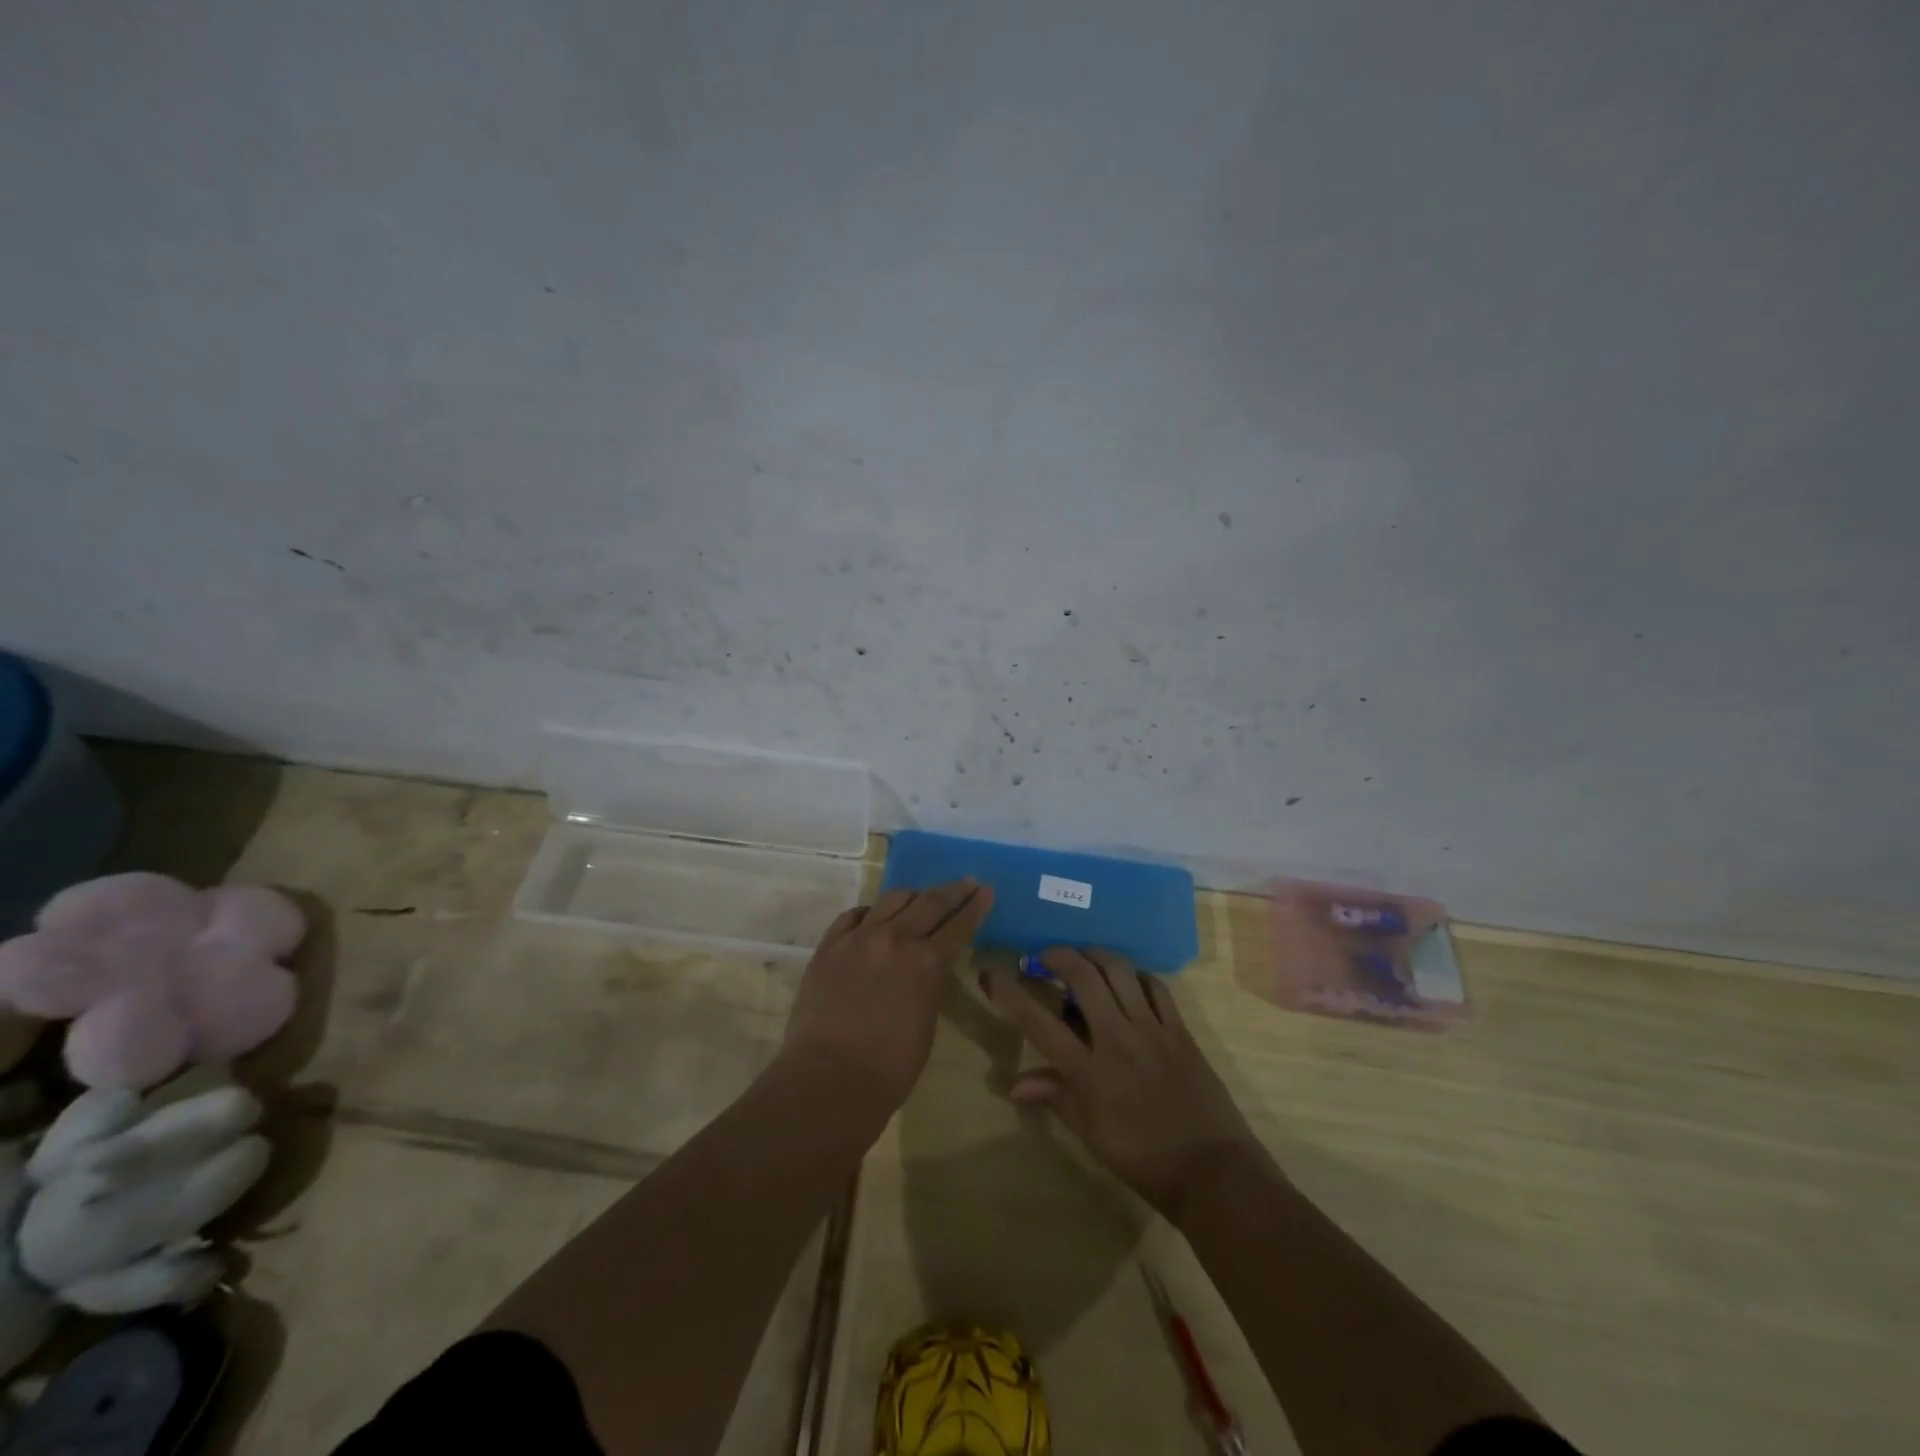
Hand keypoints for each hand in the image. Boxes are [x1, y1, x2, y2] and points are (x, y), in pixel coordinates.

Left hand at [780, 879, 993, 1108]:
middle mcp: (895, 939)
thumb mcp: (927, 1021)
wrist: (828, 1079)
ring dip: (912, 897)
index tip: (986, 890)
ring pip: (892, 899)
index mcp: (927, 963)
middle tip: (966, 882)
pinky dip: (870, 913)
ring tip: (919, 898)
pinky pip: (854, 915)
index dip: (975, 906)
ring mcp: (858, 938)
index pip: (959, 925)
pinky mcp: (829, 945)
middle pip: (929, 902)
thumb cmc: (889, 1068)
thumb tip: (928, 968)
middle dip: (953, 891)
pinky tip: (874, 917)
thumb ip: (930, 984)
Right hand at [981, 948, 1258, 1220]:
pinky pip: (1156, 986)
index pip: (1038, 1023)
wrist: (1212, 1171)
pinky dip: (1137, 975)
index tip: (991, 972)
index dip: (1009, 994)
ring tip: (1084, 957)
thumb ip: (1055, 1098)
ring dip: (1096, 955)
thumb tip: (1014, 1084)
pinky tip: (1128, 979)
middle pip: (1083, 977)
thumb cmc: (1143, 1160)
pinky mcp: (1180, 1030)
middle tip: (1045, 956)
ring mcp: (1152, 1030)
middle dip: (1058, 955)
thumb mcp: (1091, 1136)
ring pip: (1120, 971)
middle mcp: (1117, 1039)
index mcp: (1089, 1072)